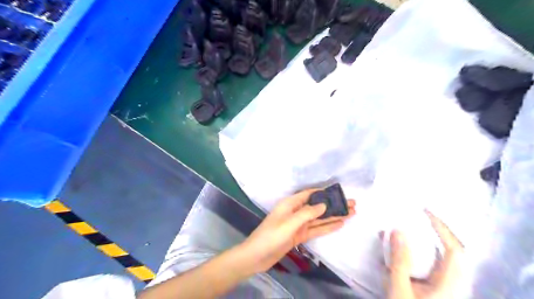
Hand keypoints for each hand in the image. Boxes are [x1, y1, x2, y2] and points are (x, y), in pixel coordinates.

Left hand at [238, 191, 353, 273]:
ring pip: (319, 218)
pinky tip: (339, 224)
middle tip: (352, 204)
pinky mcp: (300, 235)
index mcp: (290, 204)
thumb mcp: (289, 223)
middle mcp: (296, 211)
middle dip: (334, 205)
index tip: (339, 192)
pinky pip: (316, 229)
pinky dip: (327, 227)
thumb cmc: (271, 236)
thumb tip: (324, 204)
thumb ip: (307, 213)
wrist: (257, 256)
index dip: (324, 192)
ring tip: (351, 213)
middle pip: (318, 206)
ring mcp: (298, 224)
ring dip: (334, 216)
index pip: (310, 194)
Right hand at [389, 210, 463, 298]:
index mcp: (450, 286)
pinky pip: (433, 267)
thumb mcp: (400, 288)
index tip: (425, 212)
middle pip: (453, 252)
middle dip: (436, 232)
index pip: (455, 250)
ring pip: (442, 259)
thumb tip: (397, 230)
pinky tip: (401, 253)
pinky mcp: (438, 291)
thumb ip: (400, 259)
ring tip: (406, 232)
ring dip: (425, 242)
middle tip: (418, 218)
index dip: (443, 228)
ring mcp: (447, 290)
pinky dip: (419, 254)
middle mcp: (455, 286)